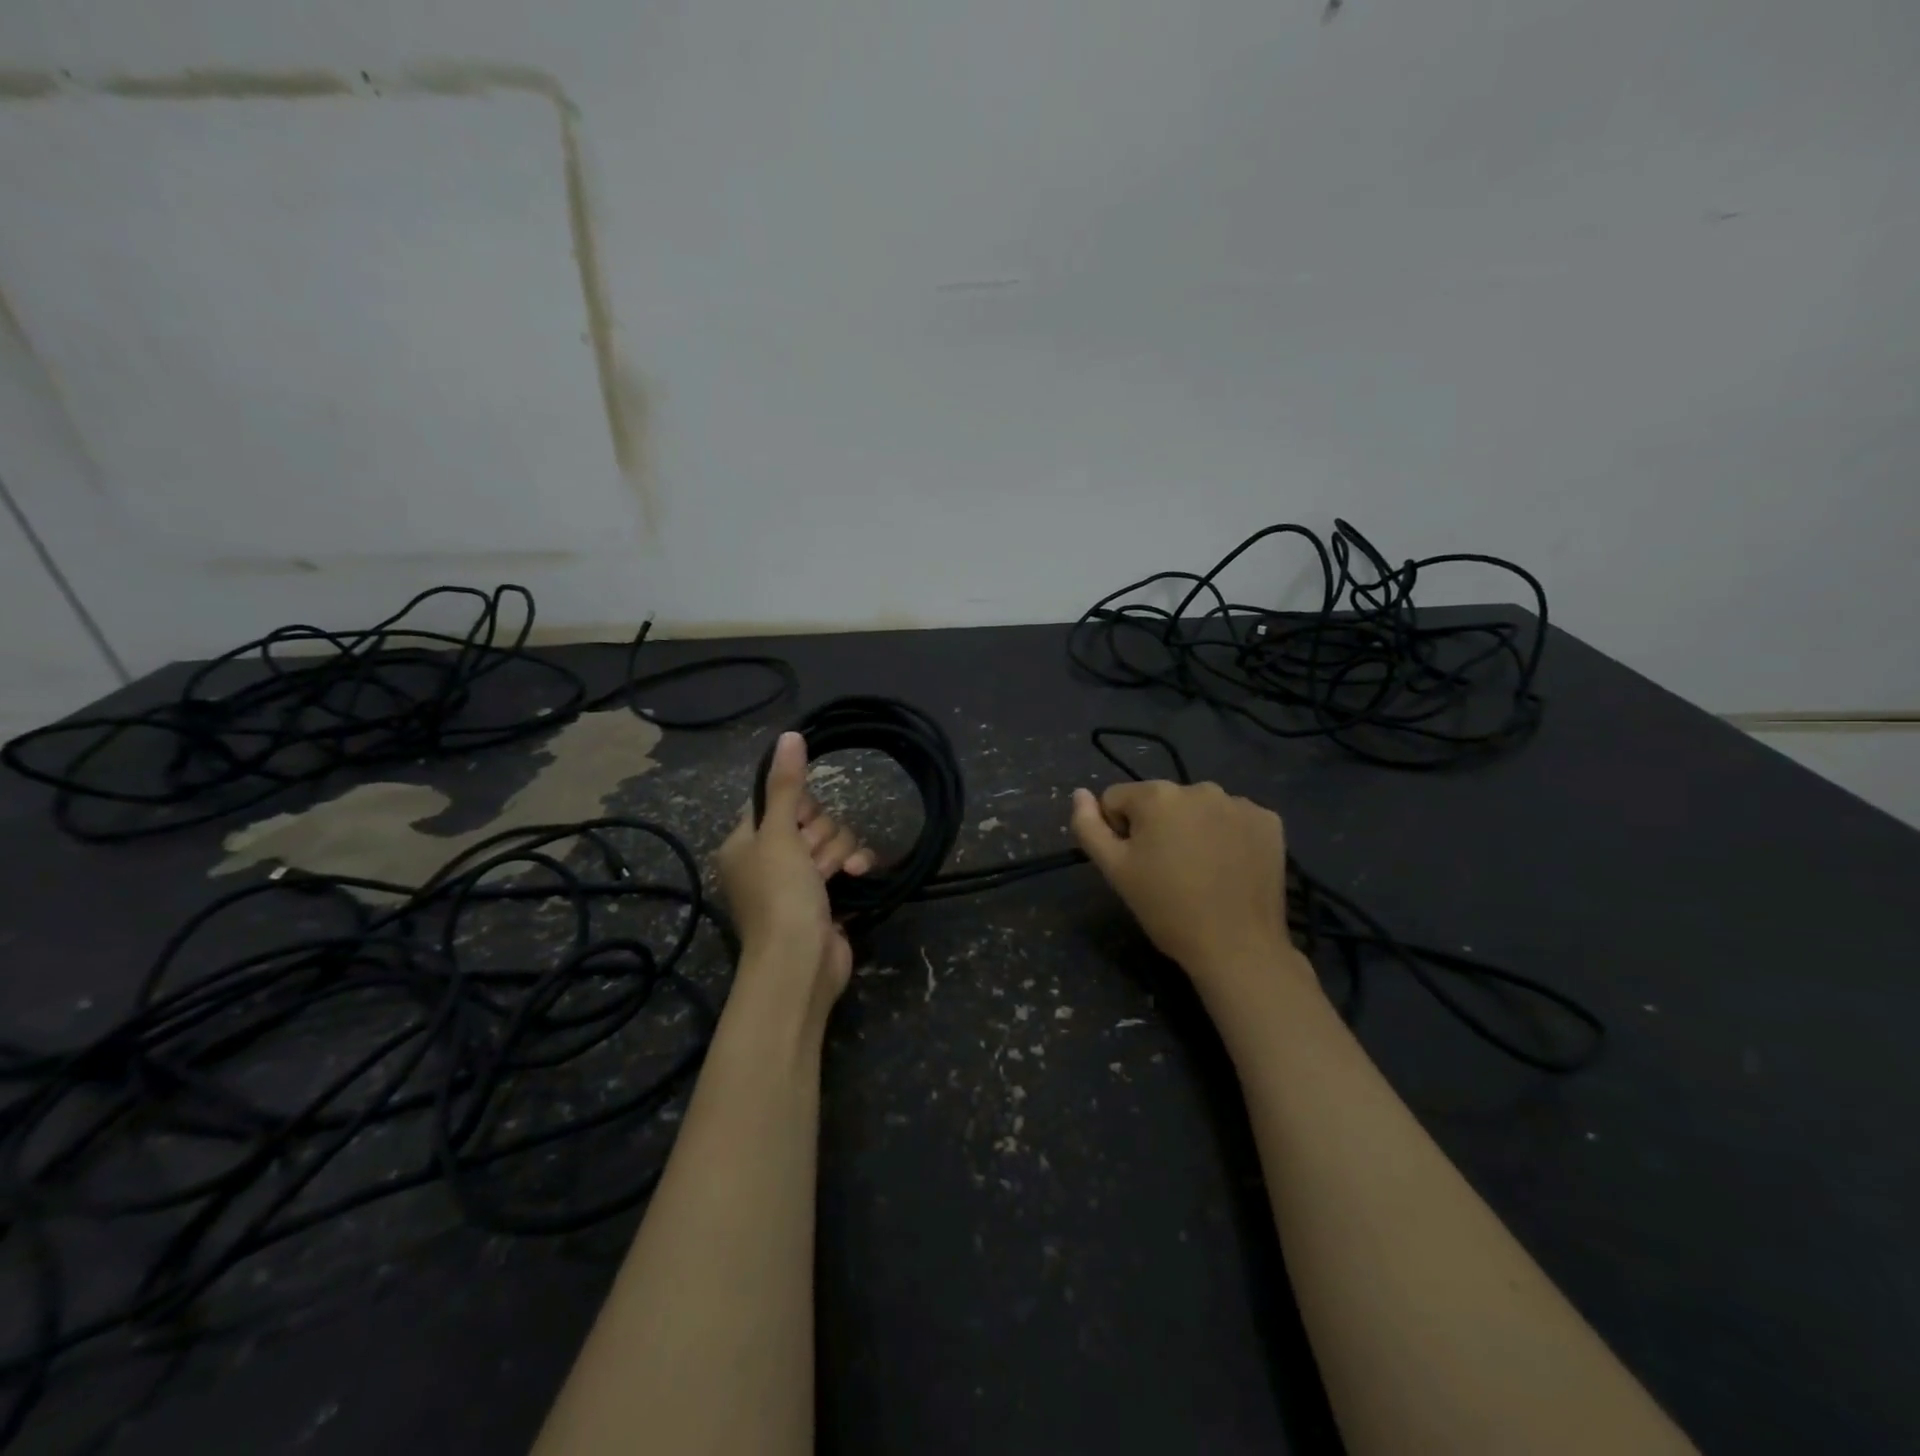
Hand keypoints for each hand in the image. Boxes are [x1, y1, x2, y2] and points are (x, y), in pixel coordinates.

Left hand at [716, 731, 872, 1009]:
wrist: (801, 963)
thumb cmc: (780, 895)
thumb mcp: (778, 835)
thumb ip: (787, 785)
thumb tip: (790, 735)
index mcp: (745, 842)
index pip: (777, 799)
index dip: (798, 806)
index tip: (802, 820)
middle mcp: (771, 857)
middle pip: (811, 818)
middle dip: (821, 835)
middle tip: (811, 857)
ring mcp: (801, 878)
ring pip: (833, 839)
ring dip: (838, 853)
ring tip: (833, 876)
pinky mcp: (829, 895)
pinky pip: (848, 862)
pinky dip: (854, 866)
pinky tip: (858, 875)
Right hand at [1070, 779, 1309, 996]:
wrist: (1238, 947)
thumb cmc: (1167, 908)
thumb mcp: (1114, 870)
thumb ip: (1088, 826)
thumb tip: (1080, 794)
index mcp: (1157, 795)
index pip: (1117, 800)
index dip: (1119, 832)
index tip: (1137, 865)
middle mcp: (1200, 787)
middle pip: (1161, 801)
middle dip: (1158, 828)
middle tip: (1168, 871)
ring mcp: (1239, 803)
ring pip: (1198, 809)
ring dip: (1193, 829)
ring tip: (1201, 871)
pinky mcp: (1269, 821)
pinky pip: (1233, 819)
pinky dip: (1227, 836)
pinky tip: (1230, 867)